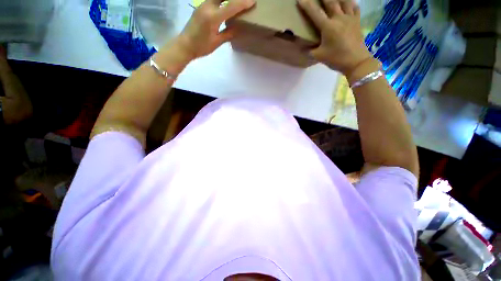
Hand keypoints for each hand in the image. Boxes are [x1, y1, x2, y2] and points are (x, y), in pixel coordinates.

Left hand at [174, 0, 254, 59]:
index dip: (243, 3)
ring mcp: (203, 4)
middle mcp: (207, 6)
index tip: (253, 1)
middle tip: (243, 0)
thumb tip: (238, 28)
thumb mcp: (217, 42)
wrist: (185, 45)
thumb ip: (228, 33)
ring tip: (235, 2)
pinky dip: (221, 0)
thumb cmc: (201, 47)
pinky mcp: (200, 6)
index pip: (231, 6)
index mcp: (213, 17)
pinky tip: (225, 5)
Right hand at [297, 0, 372, 74]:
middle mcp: (339, 18)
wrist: (356, 62)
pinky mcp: (357, 21)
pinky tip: (348, 3)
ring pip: (344, 0)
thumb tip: (302, 48)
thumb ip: (309, 51)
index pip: (315, 13)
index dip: (306, 5)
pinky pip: (355, 7)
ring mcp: (350, 18)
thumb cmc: (336, 59)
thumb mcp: (319, 56)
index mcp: (328, 27)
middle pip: (330, 1)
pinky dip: (351, 2)